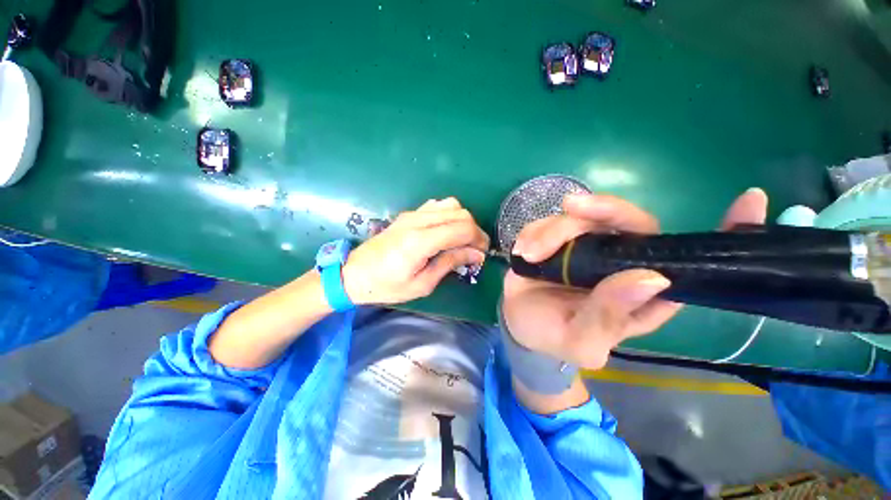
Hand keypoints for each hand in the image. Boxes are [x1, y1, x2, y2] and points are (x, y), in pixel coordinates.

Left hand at [343, 197, 488, 304]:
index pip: (462, 228)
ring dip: (463, 221)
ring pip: (451, 204)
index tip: (482, 254)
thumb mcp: (422, 283)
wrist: (354, 274)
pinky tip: (446, 231)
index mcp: (420, 241)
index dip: (479, 239)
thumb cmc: (387, 286)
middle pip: (460, 213)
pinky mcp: (408, 213)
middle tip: (475, 249)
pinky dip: (449, 215)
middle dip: (475, 230)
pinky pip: (437, 205)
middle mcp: (418, 221)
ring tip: (461, 240)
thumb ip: (450, 263)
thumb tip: (476, 254)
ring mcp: (412, 214)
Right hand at [502, 188, 768, 369]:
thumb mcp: (581, 340)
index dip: (725, 233)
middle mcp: (621, 262)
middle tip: (571, 209)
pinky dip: (535, 232)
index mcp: (643, 293)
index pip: (691, 261)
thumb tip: (650, 278)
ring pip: (583, 217)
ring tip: (530, 254)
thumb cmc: (553, 337)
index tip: (750, 200)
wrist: (519, 323)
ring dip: (552, 230)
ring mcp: (588, 247)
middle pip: (629, 221)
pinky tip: (524, 251)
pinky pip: (551, 221)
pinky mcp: (558, 239)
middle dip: (601, 210)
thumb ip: (610, 317)